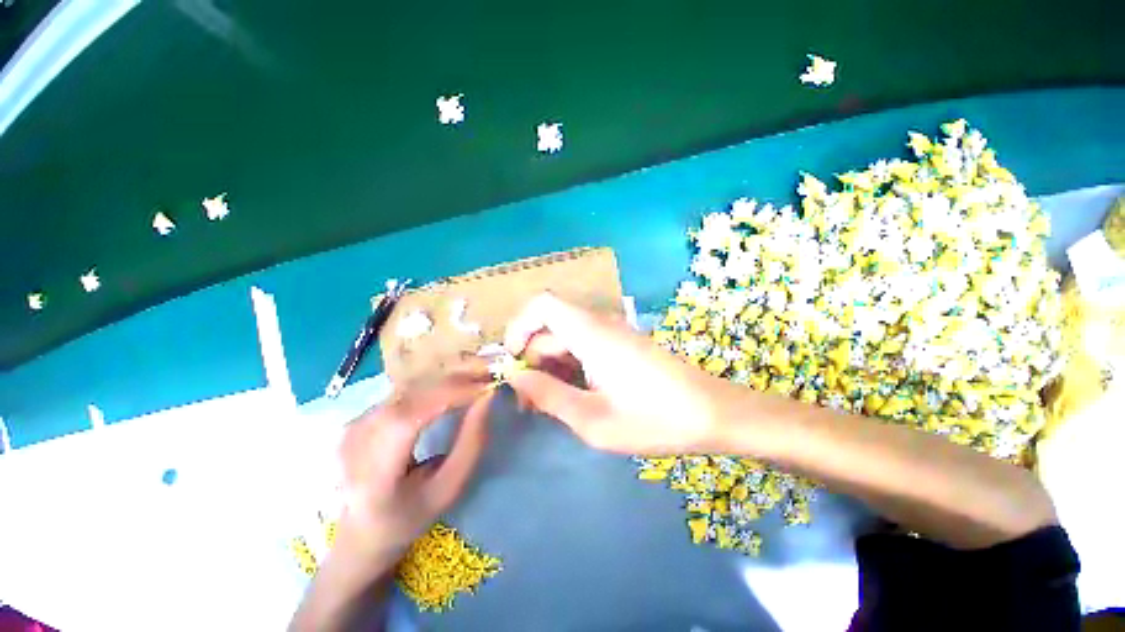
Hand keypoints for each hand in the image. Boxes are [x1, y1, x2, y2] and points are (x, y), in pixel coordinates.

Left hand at [334, 368, 493, 571]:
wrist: (361, 531)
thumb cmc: (410, 517)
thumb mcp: (448, 488)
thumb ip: (471, 443)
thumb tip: (487, 397)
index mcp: (372, 477)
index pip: (409, 420)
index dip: (450, 396)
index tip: (485, 387)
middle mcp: (354, 444)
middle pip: (409, 396)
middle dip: (453, 382)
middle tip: (487, 376)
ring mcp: (352, 426)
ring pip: (407, 387)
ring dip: (445, 380)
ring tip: (475, 379)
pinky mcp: (358, 417)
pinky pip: (402, 390)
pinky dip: (432, 384)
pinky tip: (452, 385)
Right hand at [504, 292, 740, 454]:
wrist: (712, 413)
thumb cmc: (654, 419)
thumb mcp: (592, 418)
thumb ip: (548, 395)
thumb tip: (514, 376)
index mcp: (591, 333)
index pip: (542, 305)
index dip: (519, 327)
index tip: (513, 363)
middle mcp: (599, 324)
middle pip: (550, 328)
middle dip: (533, 360)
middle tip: (530, 402)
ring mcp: (612, 333)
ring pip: (566, 339)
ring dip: (551, 367)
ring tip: (549, 405)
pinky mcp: (621, 344)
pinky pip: (584, 346)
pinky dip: (570, 367)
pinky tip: (573, 396)